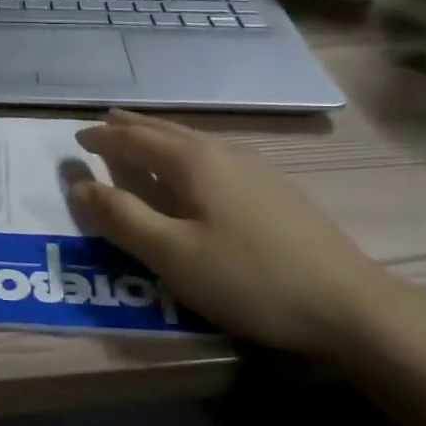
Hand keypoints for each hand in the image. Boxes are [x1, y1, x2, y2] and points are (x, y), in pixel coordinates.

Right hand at [69, 110, 394, 358]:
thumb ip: (122, 218)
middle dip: (132, 126)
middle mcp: (223, 153)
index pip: (135, 140)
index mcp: (194, 162)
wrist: (349, 304)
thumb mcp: (172, 255)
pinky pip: (213, 156)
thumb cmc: (249, 279)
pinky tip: (195, 169)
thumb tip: (78, 185)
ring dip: (159, 136)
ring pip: (193, 141)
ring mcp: (255, 169)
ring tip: (141, 136)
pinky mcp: (274, 190)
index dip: (103, 139)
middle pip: (166, 131)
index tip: (76, 139)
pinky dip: (184, 152)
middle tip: (105, 121)